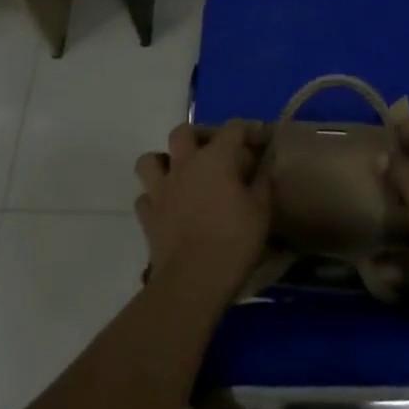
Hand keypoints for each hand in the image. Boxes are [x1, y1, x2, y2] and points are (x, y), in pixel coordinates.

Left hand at [134, 121, 271, 302]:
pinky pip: (145, 197)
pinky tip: (168, 208)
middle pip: (183, 132)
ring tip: (180, 175)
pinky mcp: (147, 216)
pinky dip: (154, 198)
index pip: (233, 128)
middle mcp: (184, 164)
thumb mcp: (261, 210)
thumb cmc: (234, 240)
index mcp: (216, 158)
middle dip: (197, 136)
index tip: (260, 142)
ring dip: (163, 162)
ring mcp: (161, 189)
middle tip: (213, 153)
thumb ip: (262, 183)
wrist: (194, 281)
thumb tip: (263, 169)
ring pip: (150, 160)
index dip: (248, 130)